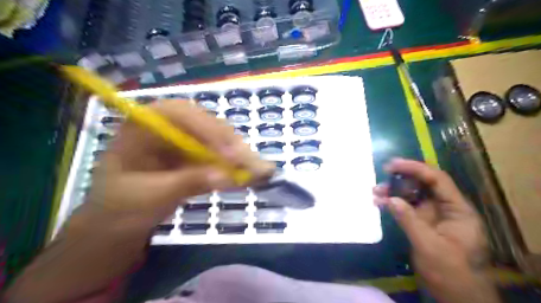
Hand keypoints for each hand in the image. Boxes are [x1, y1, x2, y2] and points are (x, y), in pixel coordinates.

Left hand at [82, 98, 272, 229]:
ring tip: (257, 169)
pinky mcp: (194, 157)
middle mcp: (167, 128)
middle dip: (228, 143)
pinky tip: (248, 173)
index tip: (228, 156)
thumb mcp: (148, 197)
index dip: (207, 130)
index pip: (179, 114)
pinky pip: (218, 156)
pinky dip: (233, 166)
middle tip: (249, 163)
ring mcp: (183, 142)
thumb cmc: (119, 208)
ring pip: (216, 139)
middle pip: (204, 124)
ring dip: (237, 154)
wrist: (115, 225)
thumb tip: (225, 176)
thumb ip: (186, 183)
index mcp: (144, 126)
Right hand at [378, 158, 492, 300]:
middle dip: (401, 180)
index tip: (393, 165)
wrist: (456, 296)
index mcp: (457, 210)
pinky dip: (394, 204)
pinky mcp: (423, 223)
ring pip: (413, 195)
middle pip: (424, 185)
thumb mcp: (429, 247)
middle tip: (381, 178)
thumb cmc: (450, 273)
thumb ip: (410, 221)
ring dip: (394, 192)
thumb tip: (390, 199)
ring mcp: (434, 215)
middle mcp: (446, 208)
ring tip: (375, 192)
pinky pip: (407, 207)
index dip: (415, 169)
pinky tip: (379, 203)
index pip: (437, 180)